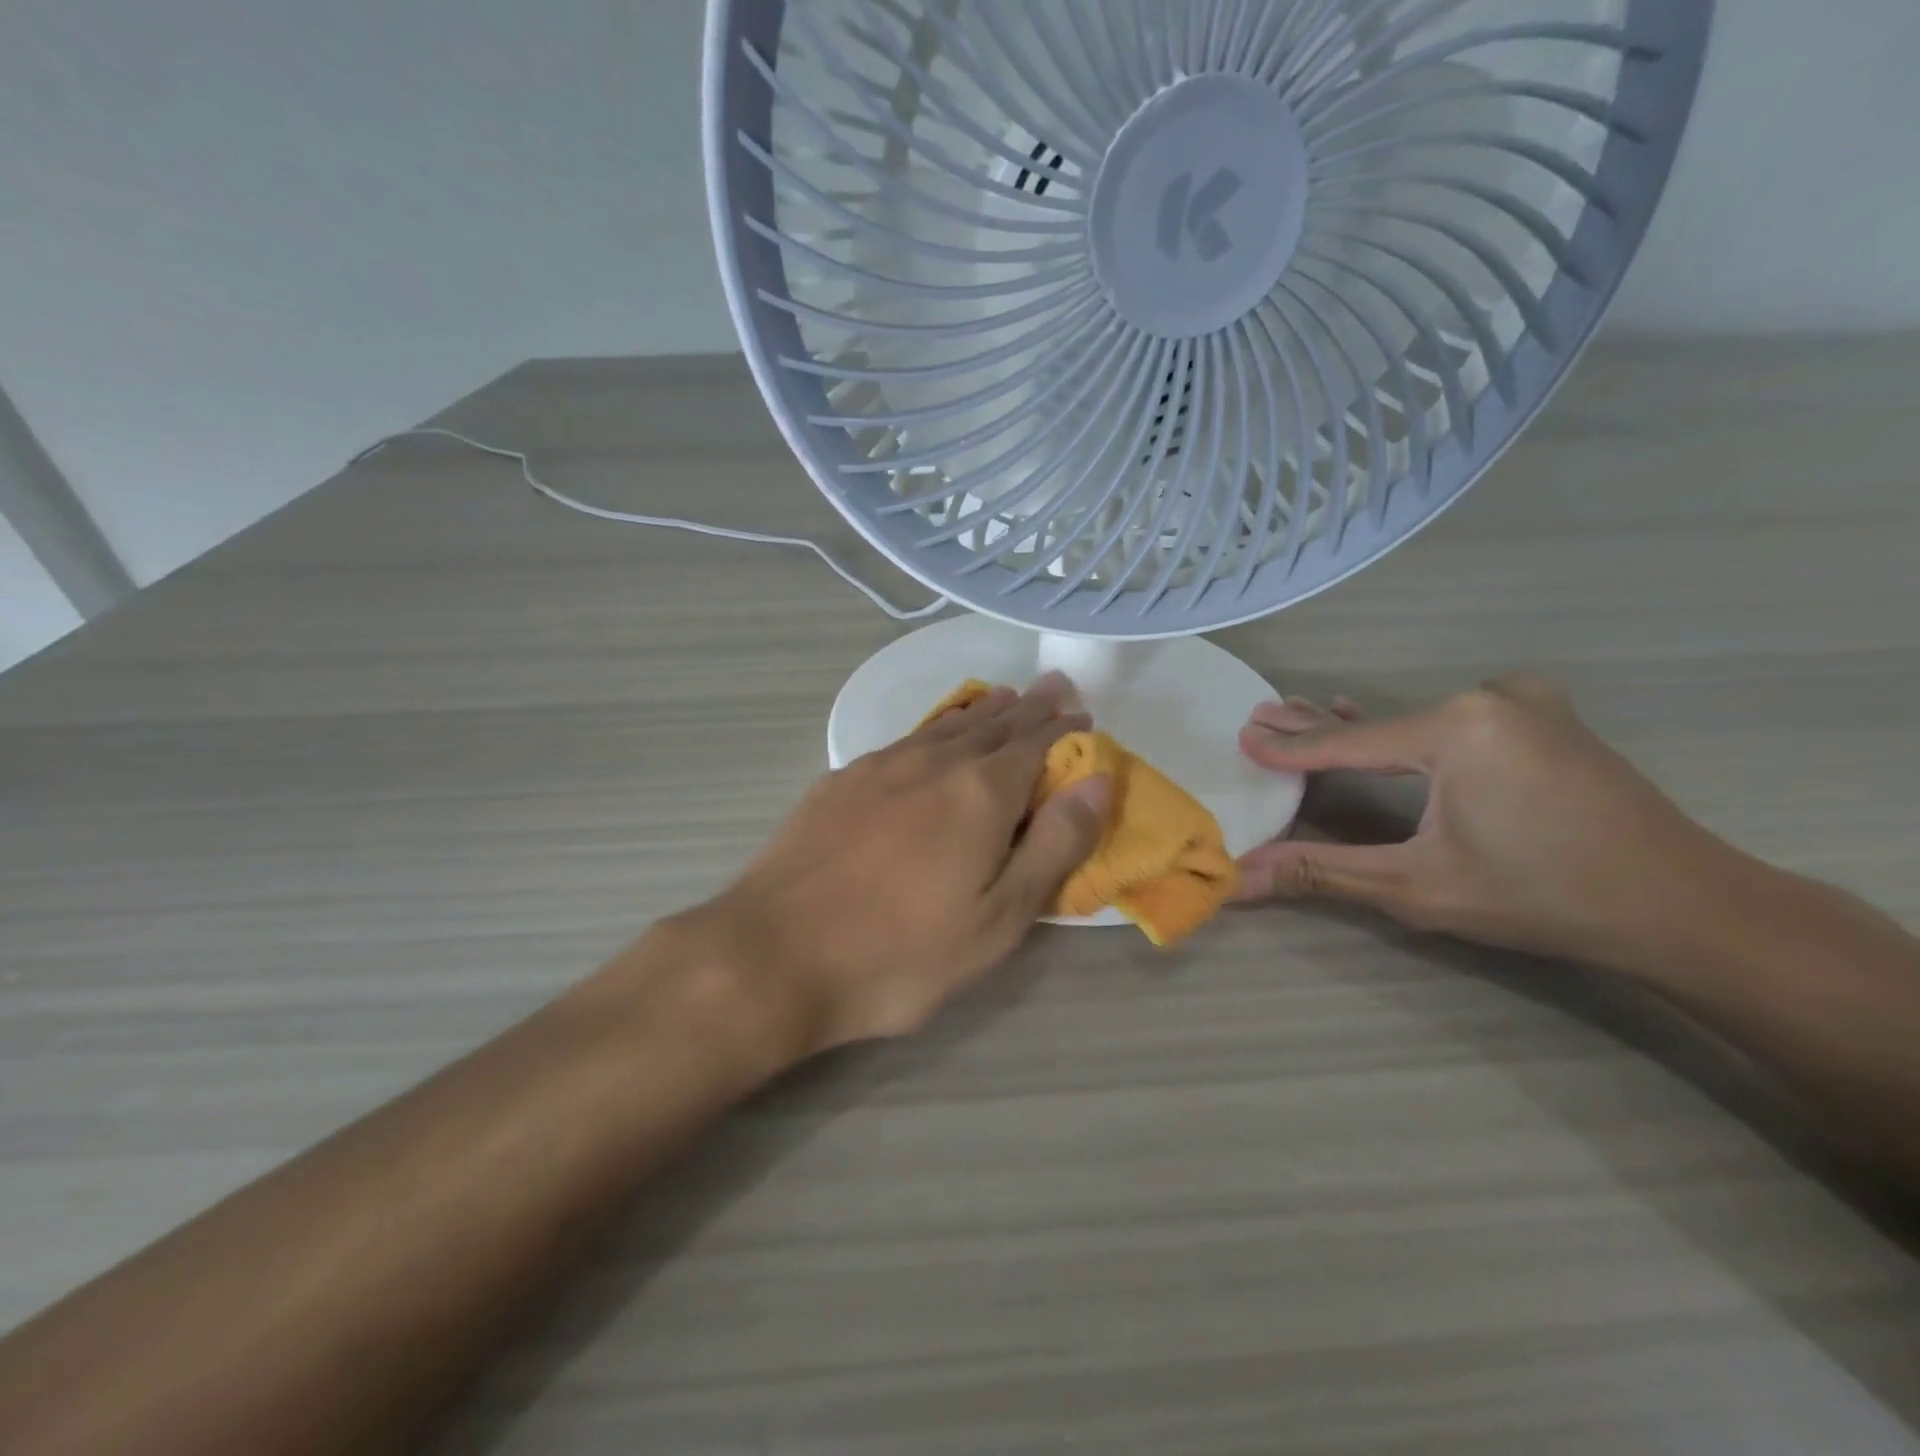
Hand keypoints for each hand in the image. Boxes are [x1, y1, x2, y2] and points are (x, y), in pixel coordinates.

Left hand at [690, 675, 1109, 1053]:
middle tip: (1052, 689)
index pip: (1035, 744)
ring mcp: (880, 767)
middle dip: (1028, 708)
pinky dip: (935, 728)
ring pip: (945, 726)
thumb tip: (1098, 780)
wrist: (775, 954)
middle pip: (992, 725)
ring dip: (981, 711)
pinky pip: (906, 740)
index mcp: (980, 792)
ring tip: (1002, 698)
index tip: (1082, 714)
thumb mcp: (997, 919)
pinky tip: (933, 735)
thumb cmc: (900, 953)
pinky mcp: (840, 781)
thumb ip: (1053, 846)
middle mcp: (933, 763)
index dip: (1063, 728)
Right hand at [1234, 676, 1737, 972]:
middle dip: (1318, 726)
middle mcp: (1488, 699)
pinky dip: (1410, 729)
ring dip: (1361, 728)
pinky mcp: (1544, 721)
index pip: (1349, 743)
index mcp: (1457, 727)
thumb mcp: (1417, 886)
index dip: (1291, 748)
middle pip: (1380, 722)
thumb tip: (1238, 878)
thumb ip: (1320, 871)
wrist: (1686, 908)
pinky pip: (1454, 720)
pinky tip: (1377, 721)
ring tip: (1302, 714)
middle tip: (1262, 713)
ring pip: (1415, 720)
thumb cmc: (1542, 896)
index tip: (1243, 738)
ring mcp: (1523, 705)